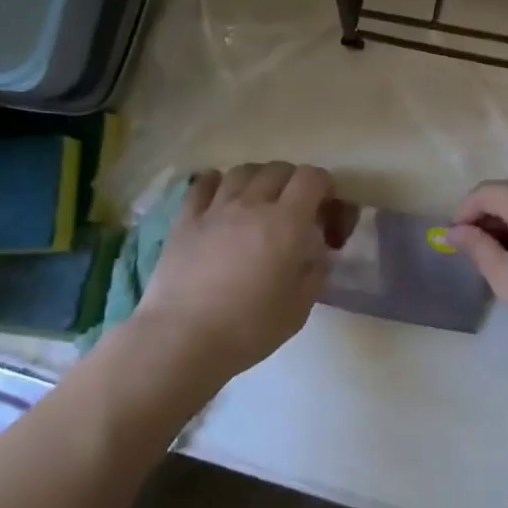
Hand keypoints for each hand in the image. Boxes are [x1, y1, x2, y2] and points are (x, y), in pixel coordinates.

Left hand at [136, 163, 349, 381]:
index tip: (324, 209)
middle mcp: (252, 204)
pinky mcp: (186, 219)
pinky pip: (203, 183)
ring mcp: (216, 208)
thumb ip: (315, 271)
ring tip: (258, 201)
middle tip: (294, 208)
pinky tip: (220, 197)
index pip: (312, 177)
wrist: (182, 339)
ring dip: (258, 179)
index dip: (324, 186)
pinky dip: (217, 183)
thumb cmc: (248, 328)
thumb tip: (318, 252)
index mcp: (286, 223)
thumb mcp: (299, 307)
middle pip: (279, 168)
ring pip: (243, 170)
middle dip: (293, 182)